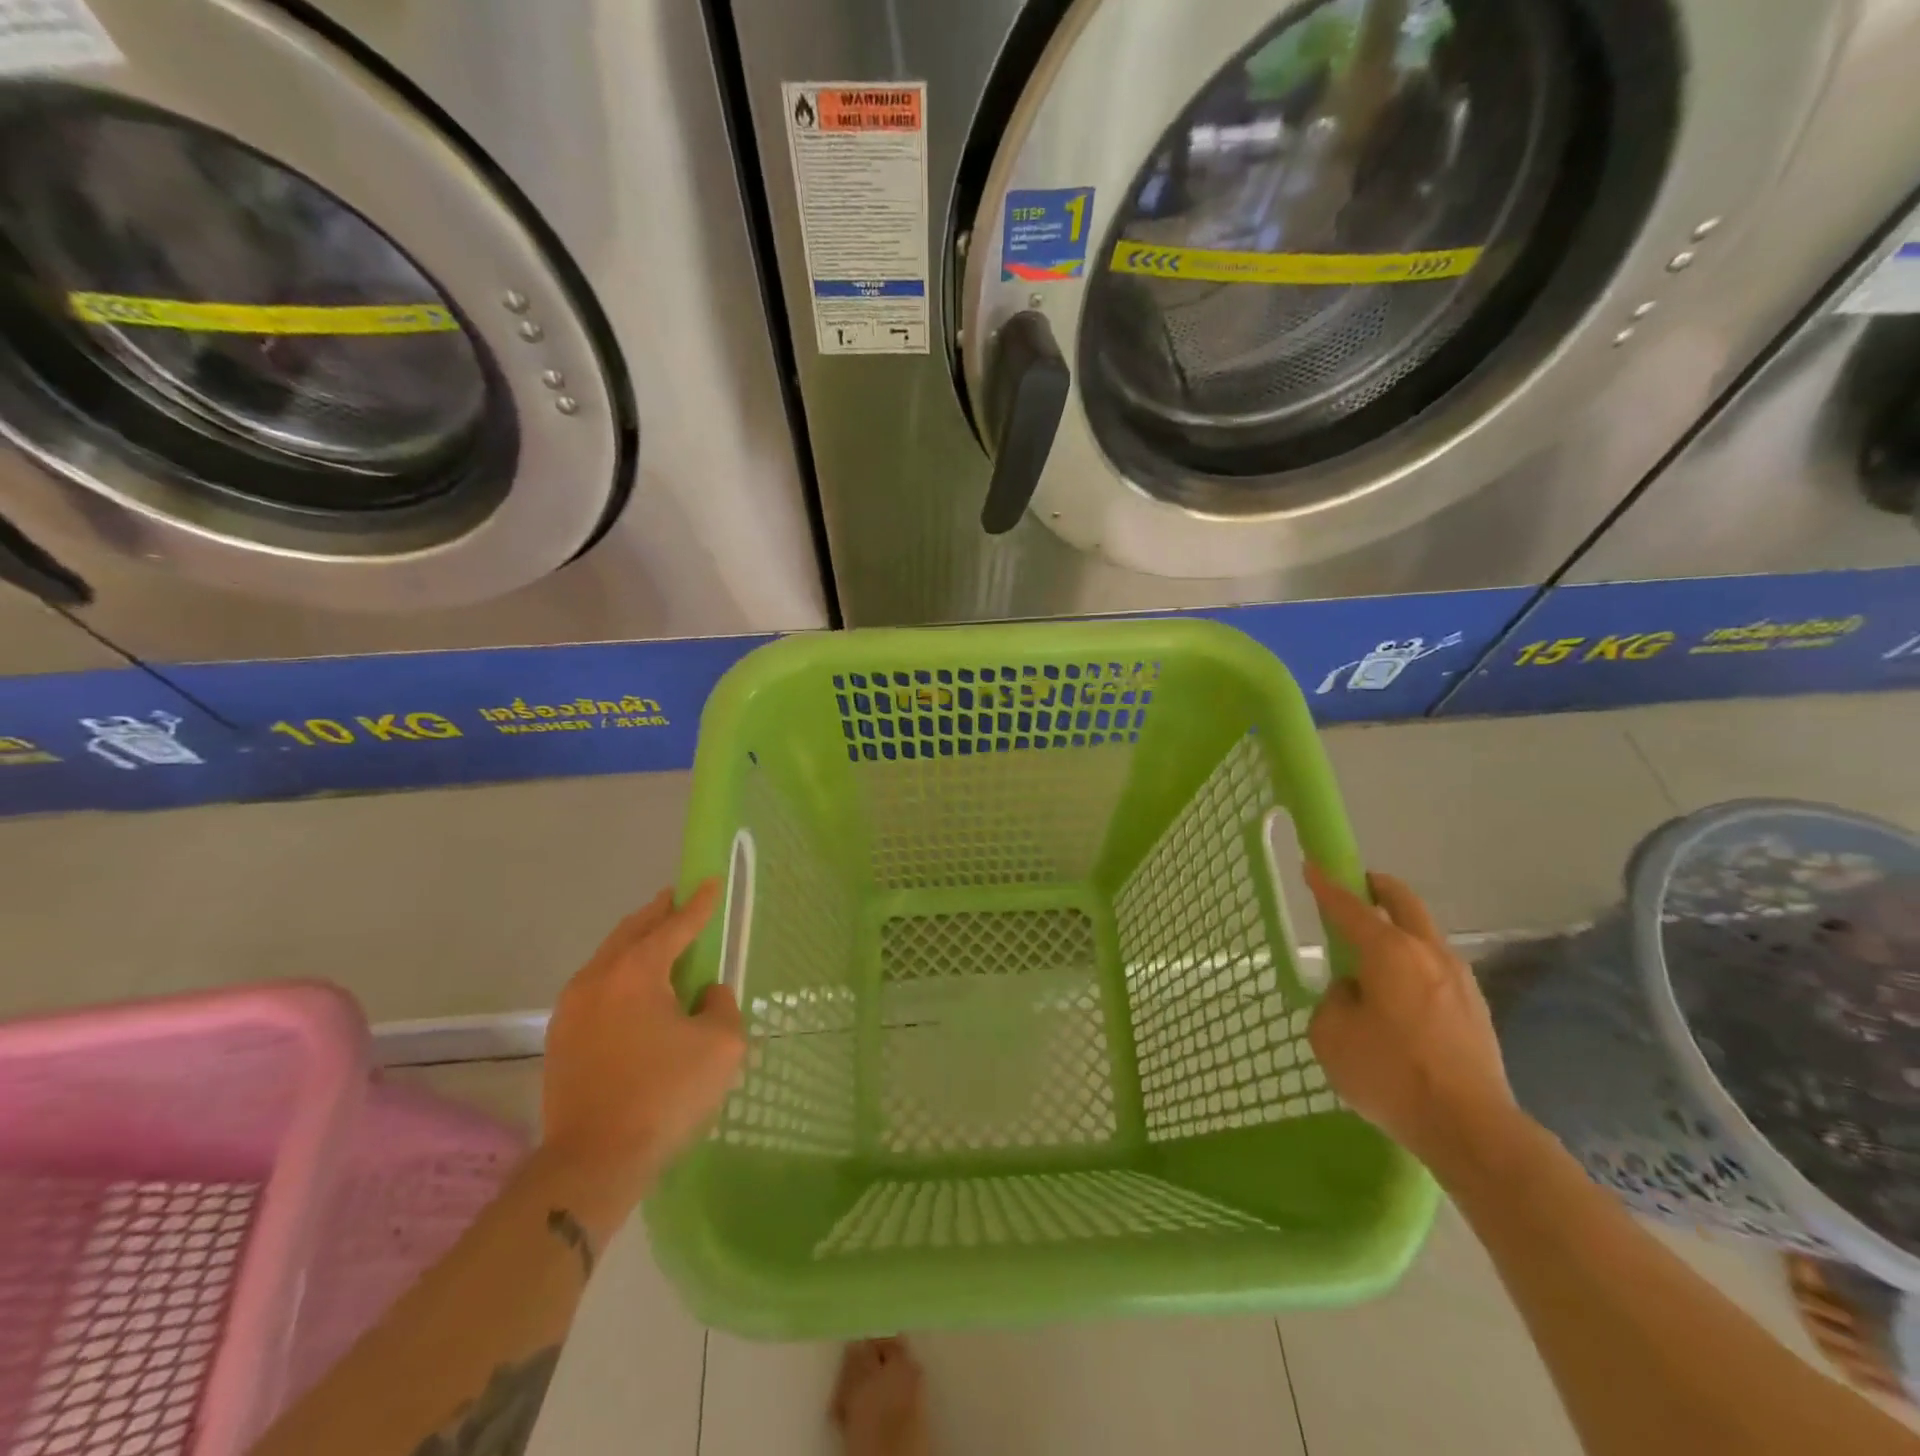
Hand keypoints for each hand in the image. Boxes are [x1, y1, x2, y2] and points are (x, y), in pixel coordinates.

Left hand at [540, 882, 743, 1217]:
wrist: (592, 1162)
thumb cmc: (664, 1096)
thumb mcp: (720, 1046)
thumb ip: (721, 1006)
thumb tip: (704, 994)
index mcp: (637, 971)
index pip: (675, 925)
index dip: (698, 904)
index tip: (709, 881)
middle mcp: (598, 978)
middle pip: (632, 931)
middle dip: (658, 913)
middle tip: (677, 900)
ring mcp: (572, 1009)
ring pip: (608, 958)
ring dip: (635, 943)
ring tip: (658, 941)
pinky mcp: (561, 1039)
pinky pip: (596, 987)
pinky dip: (619, 974)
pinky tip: (634, 992)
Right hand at [1303, 864, 1522, 1180]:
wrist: (1471, 1129)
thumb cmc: (1390, 1074)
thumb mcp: (1331, 1035)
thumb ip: (1335, 1001)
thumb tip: (1354, 993)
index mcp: (1389, 951)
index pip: (1349, 907)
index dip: (1326, 886)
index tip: (1313, 865)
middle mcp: (1427, 953)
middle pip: (1403, 902)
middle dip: (1378, 888)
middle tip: (1357, 886)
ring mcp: (1459, 980)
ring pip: (1425, 935)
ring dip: (1399, 928)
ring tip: (1374, 951)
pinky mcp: (1475, 1009)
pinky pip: (1436, 968)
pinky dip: (1414, 962)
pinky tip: (1400, 993)